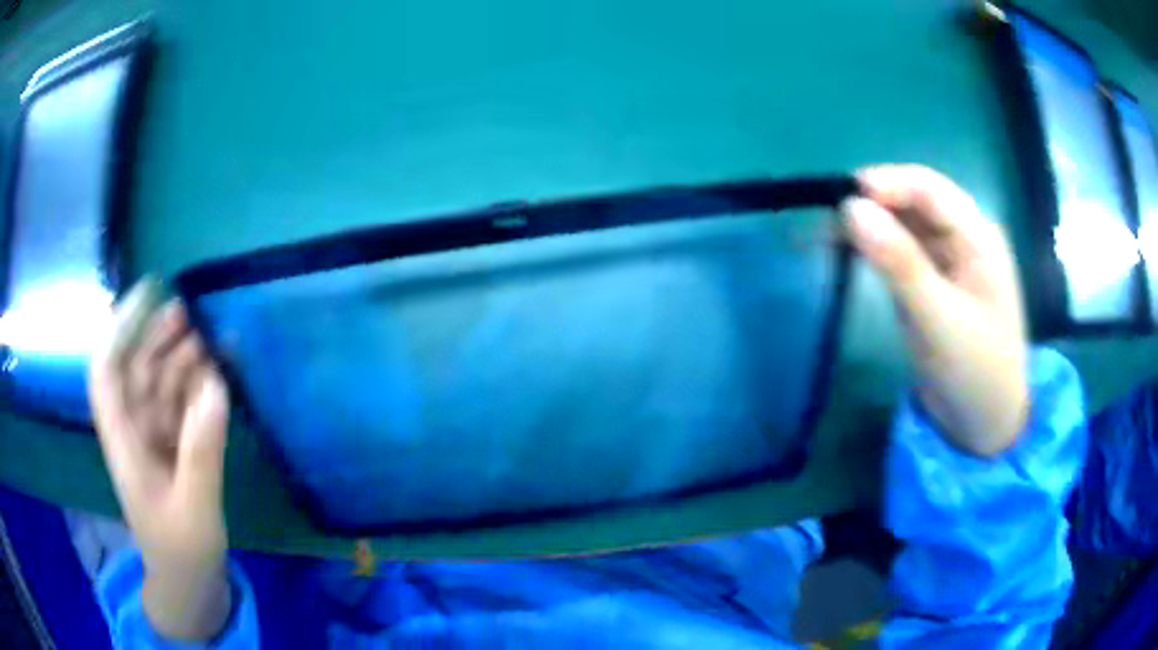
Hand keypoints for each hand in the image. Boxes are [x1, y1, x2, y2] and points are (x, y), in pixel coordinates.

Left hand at [89, 280, 232, 640]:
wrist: (188, 583)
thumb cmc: (182, 553)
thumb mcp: (194, 510)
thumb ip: (201, 452)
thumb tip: (216, 387)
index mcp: (123, 444)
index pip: (106, 372)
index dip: (119, 328)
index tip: (147, 293)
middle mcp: (133, 430)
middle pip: (136, 369)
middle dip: (157, 335)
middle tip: (192, 310)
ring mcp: (154, 438)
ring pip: (161, 383)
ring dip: (182, 358)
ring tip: (212, 335)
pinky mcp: (175, 446)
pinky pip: (183, 405)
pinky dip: (199, 386)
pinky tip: (219, 373)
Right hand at [841, 165, 1027, 456]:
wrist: (983, 425)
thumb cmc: (975, 372)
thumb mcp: (938, 319)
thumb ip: (899, 263)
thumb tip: (851, 209)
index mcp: (978, 237)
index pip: (930, 190)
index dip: (887, 184)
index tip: (843, 196)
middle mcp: (962, 238)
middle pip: (914, 203)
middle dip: (872, 204)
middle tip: (826, 220)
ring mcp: (946, 260)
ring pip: (902, 226)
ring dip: (868, 225)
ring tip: (825, 234)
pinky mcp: (930, 283)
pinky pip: (899, 253)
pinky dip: (872, 249)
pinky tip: (847, 251)